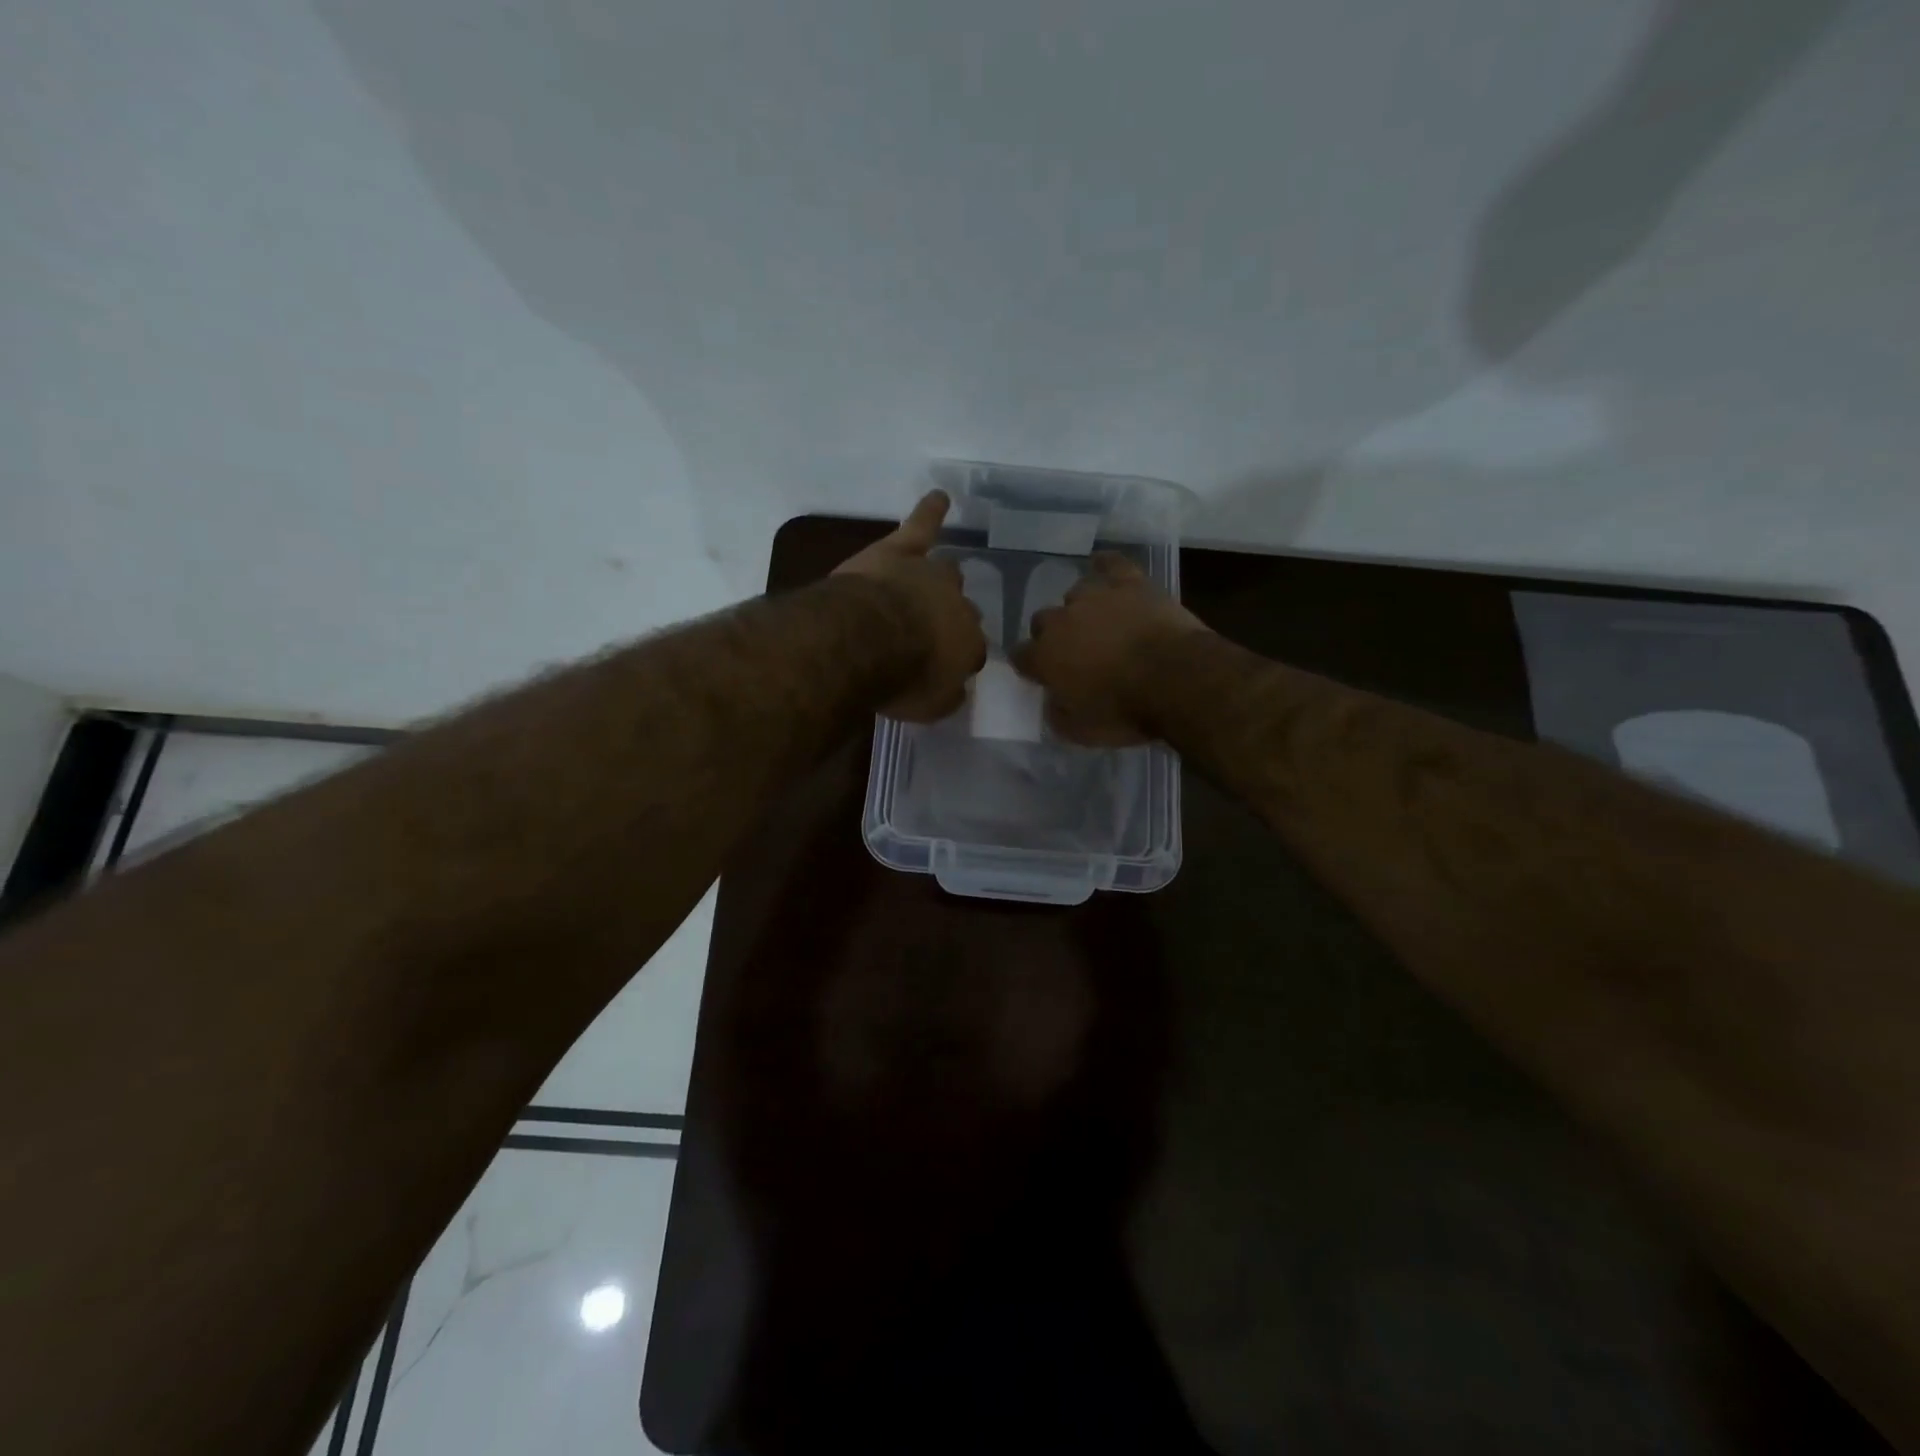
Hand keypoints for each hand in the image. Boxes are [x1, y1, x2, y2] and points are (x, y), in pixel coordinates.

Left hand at [833, 490, 987, 720]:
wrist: (866, 640)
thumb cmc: (901, 679)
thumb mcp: (931, 706)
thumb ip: (947, 696)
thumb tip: (955, 690)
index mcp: (969, 646)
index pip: (972, 651)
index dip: (958, 659)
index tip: (943, 668)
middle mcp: (958, 606)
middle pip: (962, 610)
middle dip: (951, 619)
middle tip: (931, 632)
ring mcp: (930, 575)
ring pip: (947, 572)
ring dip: (942, 579)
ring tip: (939, 581)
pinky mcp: (900, 552)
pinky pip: (921, 527)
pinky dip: (930, 511)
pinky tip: (939, 498)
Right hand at [1014, 552, 1207, 744]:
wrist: (1176, 678)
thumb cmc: (1126, 711)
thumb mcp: (1081, 732)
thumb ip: (1058, 715)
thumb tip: (1053, 703)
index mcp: (1045, 657)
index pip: (1021, 656)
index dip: (1030, 666)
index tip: (1041, 676)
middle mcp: (1062, 621)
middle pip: (1042, 621)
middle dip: (1053, 635)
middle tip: (1074, 653)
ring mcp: (1096, 596)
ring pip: (1075, 593)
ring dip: (1081, 608)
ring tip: (1099, 622)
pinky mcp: (1130, 583)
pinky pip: (1111, 564)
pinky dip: (1105, 565)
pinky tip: (1104, 567)